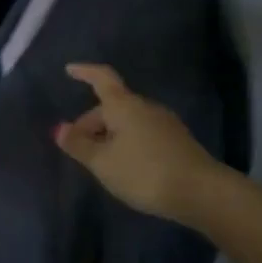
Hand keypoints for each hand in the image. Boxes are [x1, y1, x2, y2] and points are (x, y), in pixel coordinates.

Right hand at [55, 64, 219, 224]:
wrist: (201, 192)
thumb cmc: (144, 172)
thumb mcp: (103, 162)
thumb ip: (79, 145)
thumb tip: (59, 128)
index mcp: (124, 105)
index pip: (101, 78)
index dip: (85, 72)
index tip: (69, 70)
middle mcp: (145, 107)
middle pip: (112, 106)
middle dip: (92, 123)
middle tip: (78, 148)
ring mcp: (165, 123)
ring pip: (128, 121)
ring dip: (109, 135)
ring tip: (100, 161)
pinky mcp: (177, 141)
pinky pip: (142, 133)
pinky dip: (127, 142)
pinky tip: (125, 166)